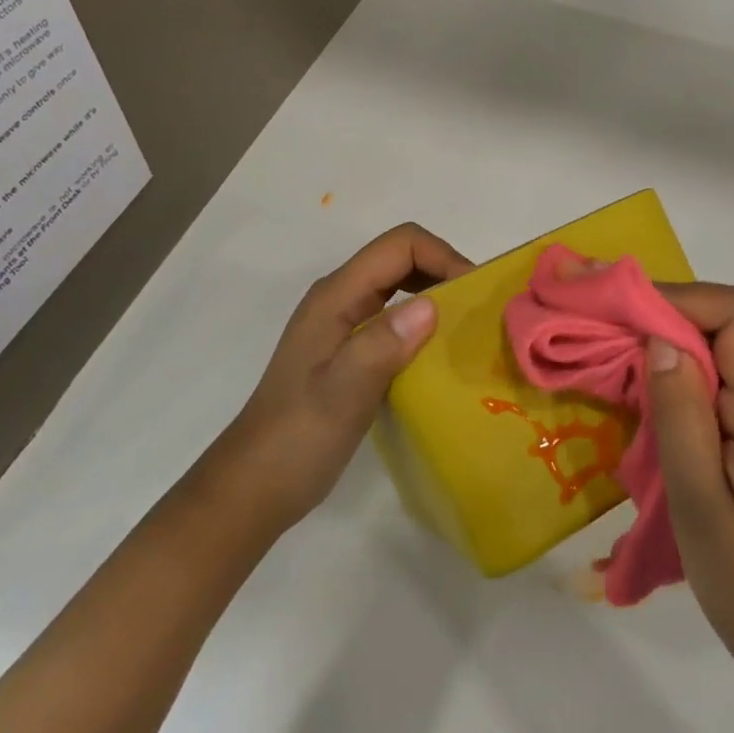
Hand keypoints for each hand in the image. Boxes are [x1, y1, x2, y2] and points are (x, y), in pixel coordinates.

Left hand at [224, 223, 471, 530]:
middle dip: (445, 271)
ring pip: (400, 286)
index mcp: (336, 297)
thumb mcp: (341, 394)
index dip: (443, 257)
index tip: (473, 295)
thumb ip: (381, 346)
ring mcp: (343, 323)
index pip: (400, 246)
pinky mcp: (350, 348)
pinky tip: (440, 354)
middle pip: (402, 258)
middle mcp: (340, 298)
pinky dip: (424, 322)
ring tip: (467, 329)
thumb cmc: (297, 439)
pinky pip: (395, 316)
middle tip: (479, 311)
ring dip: (437, 295)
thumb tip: (431, 306)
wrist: (255, 487)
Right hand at [647, 283, 733, 722]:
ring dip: (683, 346)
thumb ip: (680, 414)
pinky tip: (666, 405)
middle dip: (673, 317)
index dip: (680, 299)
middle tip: (613, 337)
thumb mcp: (699, 503)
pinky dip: (698, 376)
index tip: (622, 314)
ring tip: (629, 367)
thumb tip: (659, 338)